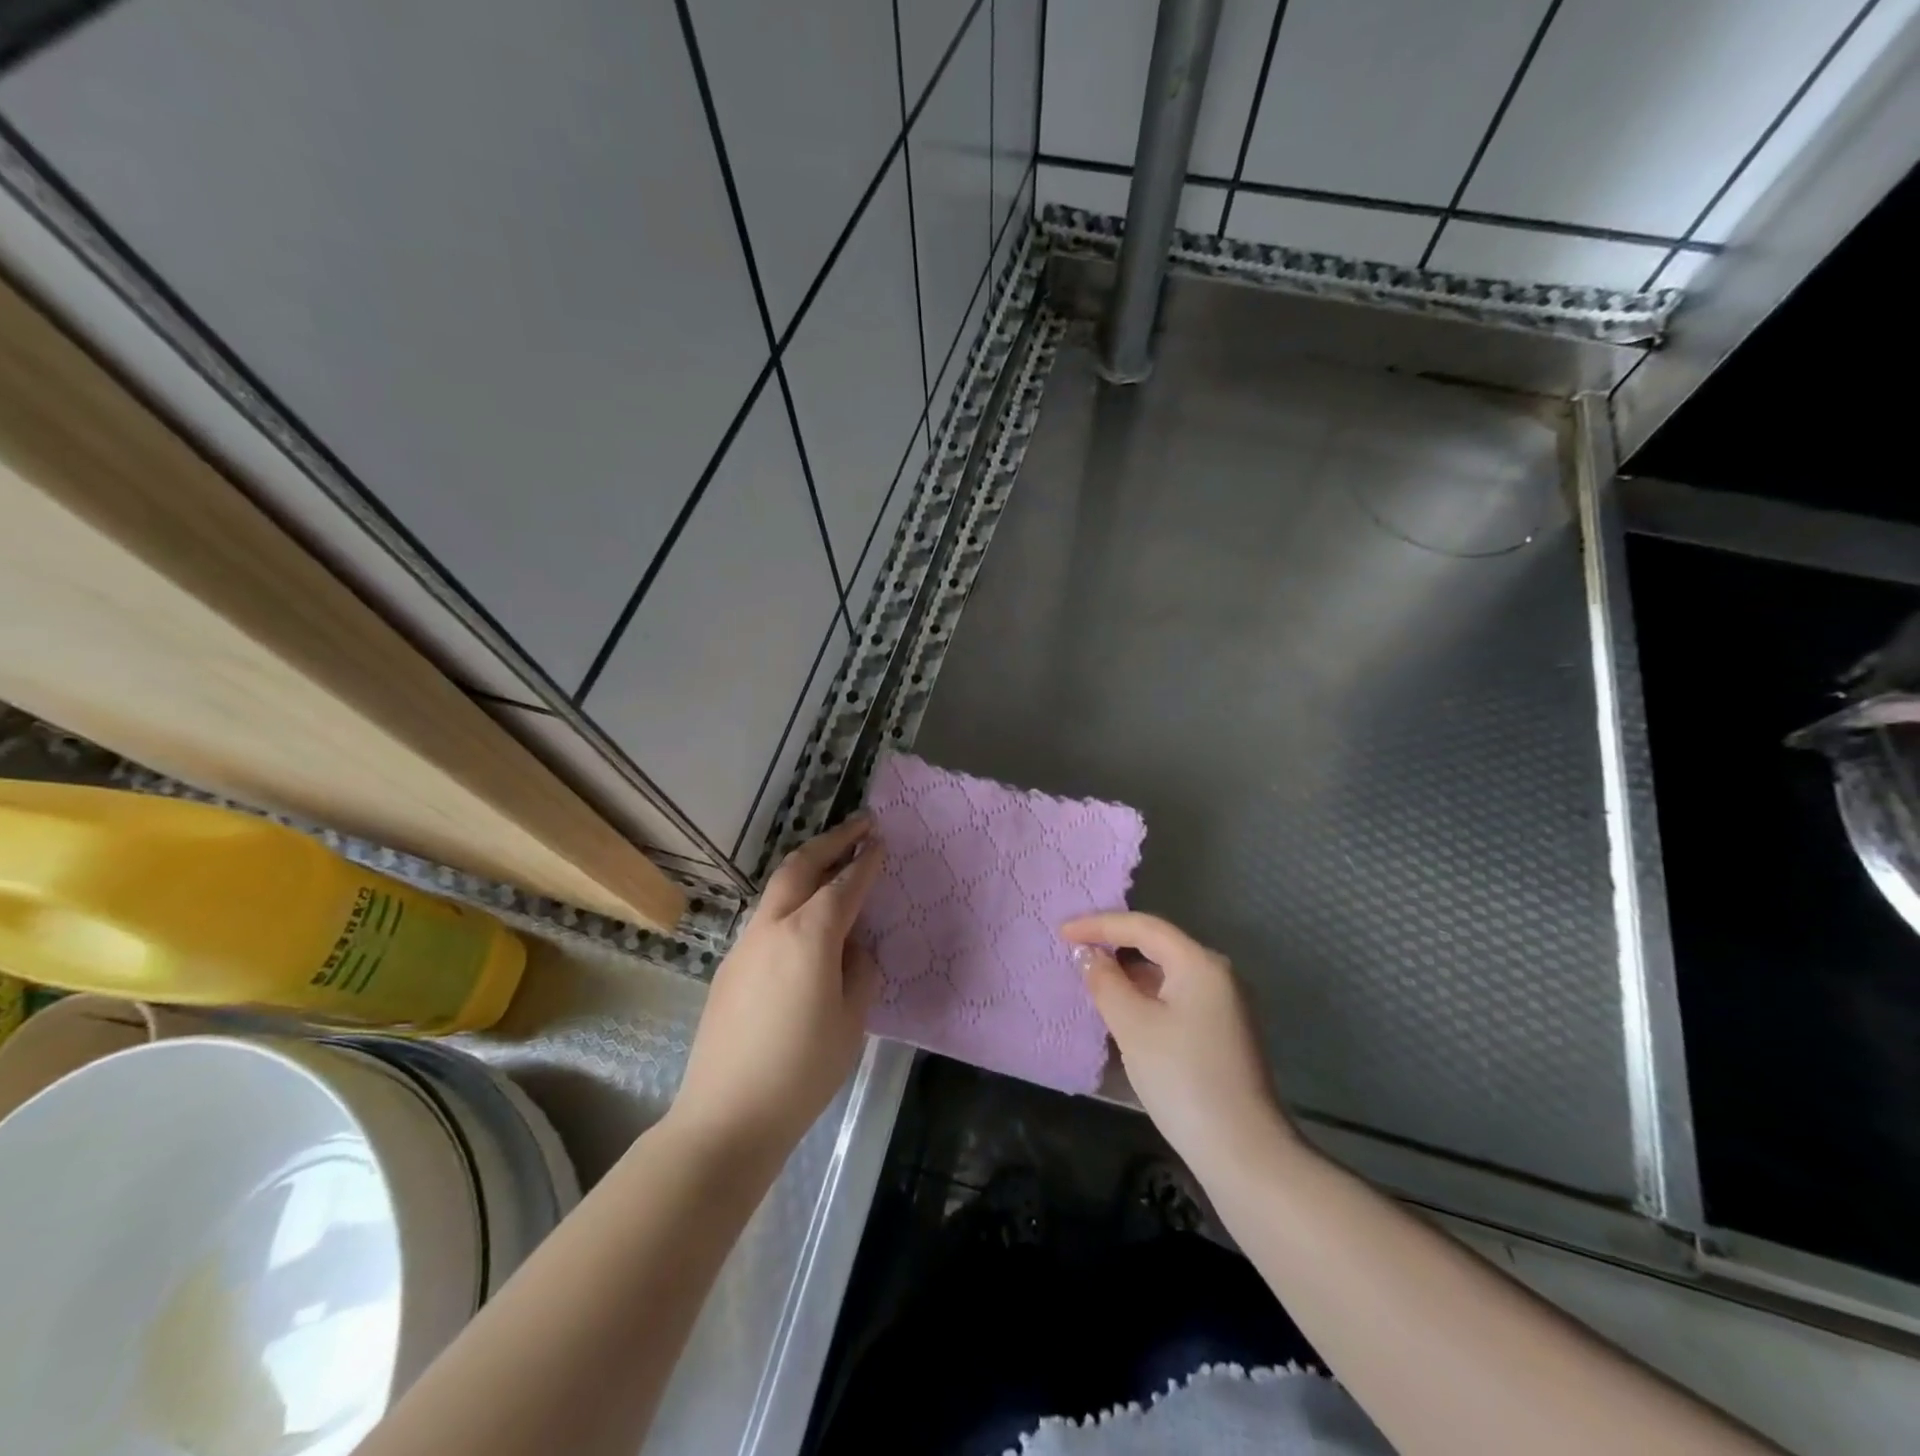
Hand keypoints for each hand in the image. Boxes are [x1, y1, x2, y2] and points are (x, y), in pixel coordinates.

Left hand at [670, 815, 882, 1165]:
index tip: (881, 841)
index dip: (866, 861)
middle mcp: (774, 927)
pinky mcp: (730, 965)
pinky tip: (805, 922)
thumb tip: (852, 947)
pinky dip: (791, 900)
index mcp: (810, 936)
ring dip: (809, 866)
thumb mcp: (851, 1021)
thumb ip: (858, 971)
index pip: (845, 885)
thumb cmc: (802, 1071)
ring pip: (779, 888)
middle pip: (801, 866)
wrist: (727, 1115)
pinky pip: (766, 917)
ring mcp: (745, 944)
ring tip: (835, 862)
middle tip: (861, 826)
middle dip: (833, 841)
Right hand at [1063, 912, 1291, 1179]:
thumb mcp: (1133, 1026)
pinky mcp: (1222, 1032)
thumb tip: (1088, 955)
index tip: (1062, 933)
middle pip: (1158, 945)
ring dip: (1129, 972)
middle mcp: (1217, 974)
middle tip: (1074, 950)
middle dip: (1114, 944)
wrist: (1243, 1152)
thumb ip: (1106, 982)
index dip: (1099, 924)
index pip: (1143, 927)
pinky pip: (1176, 996)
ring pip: (1167, 973)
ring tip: (1091, 979)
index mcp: (1200, 963)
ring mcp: (1224, 1004)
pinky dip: (1146, 995)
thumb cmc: (1182, 1078)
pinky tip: (1123, 1010)